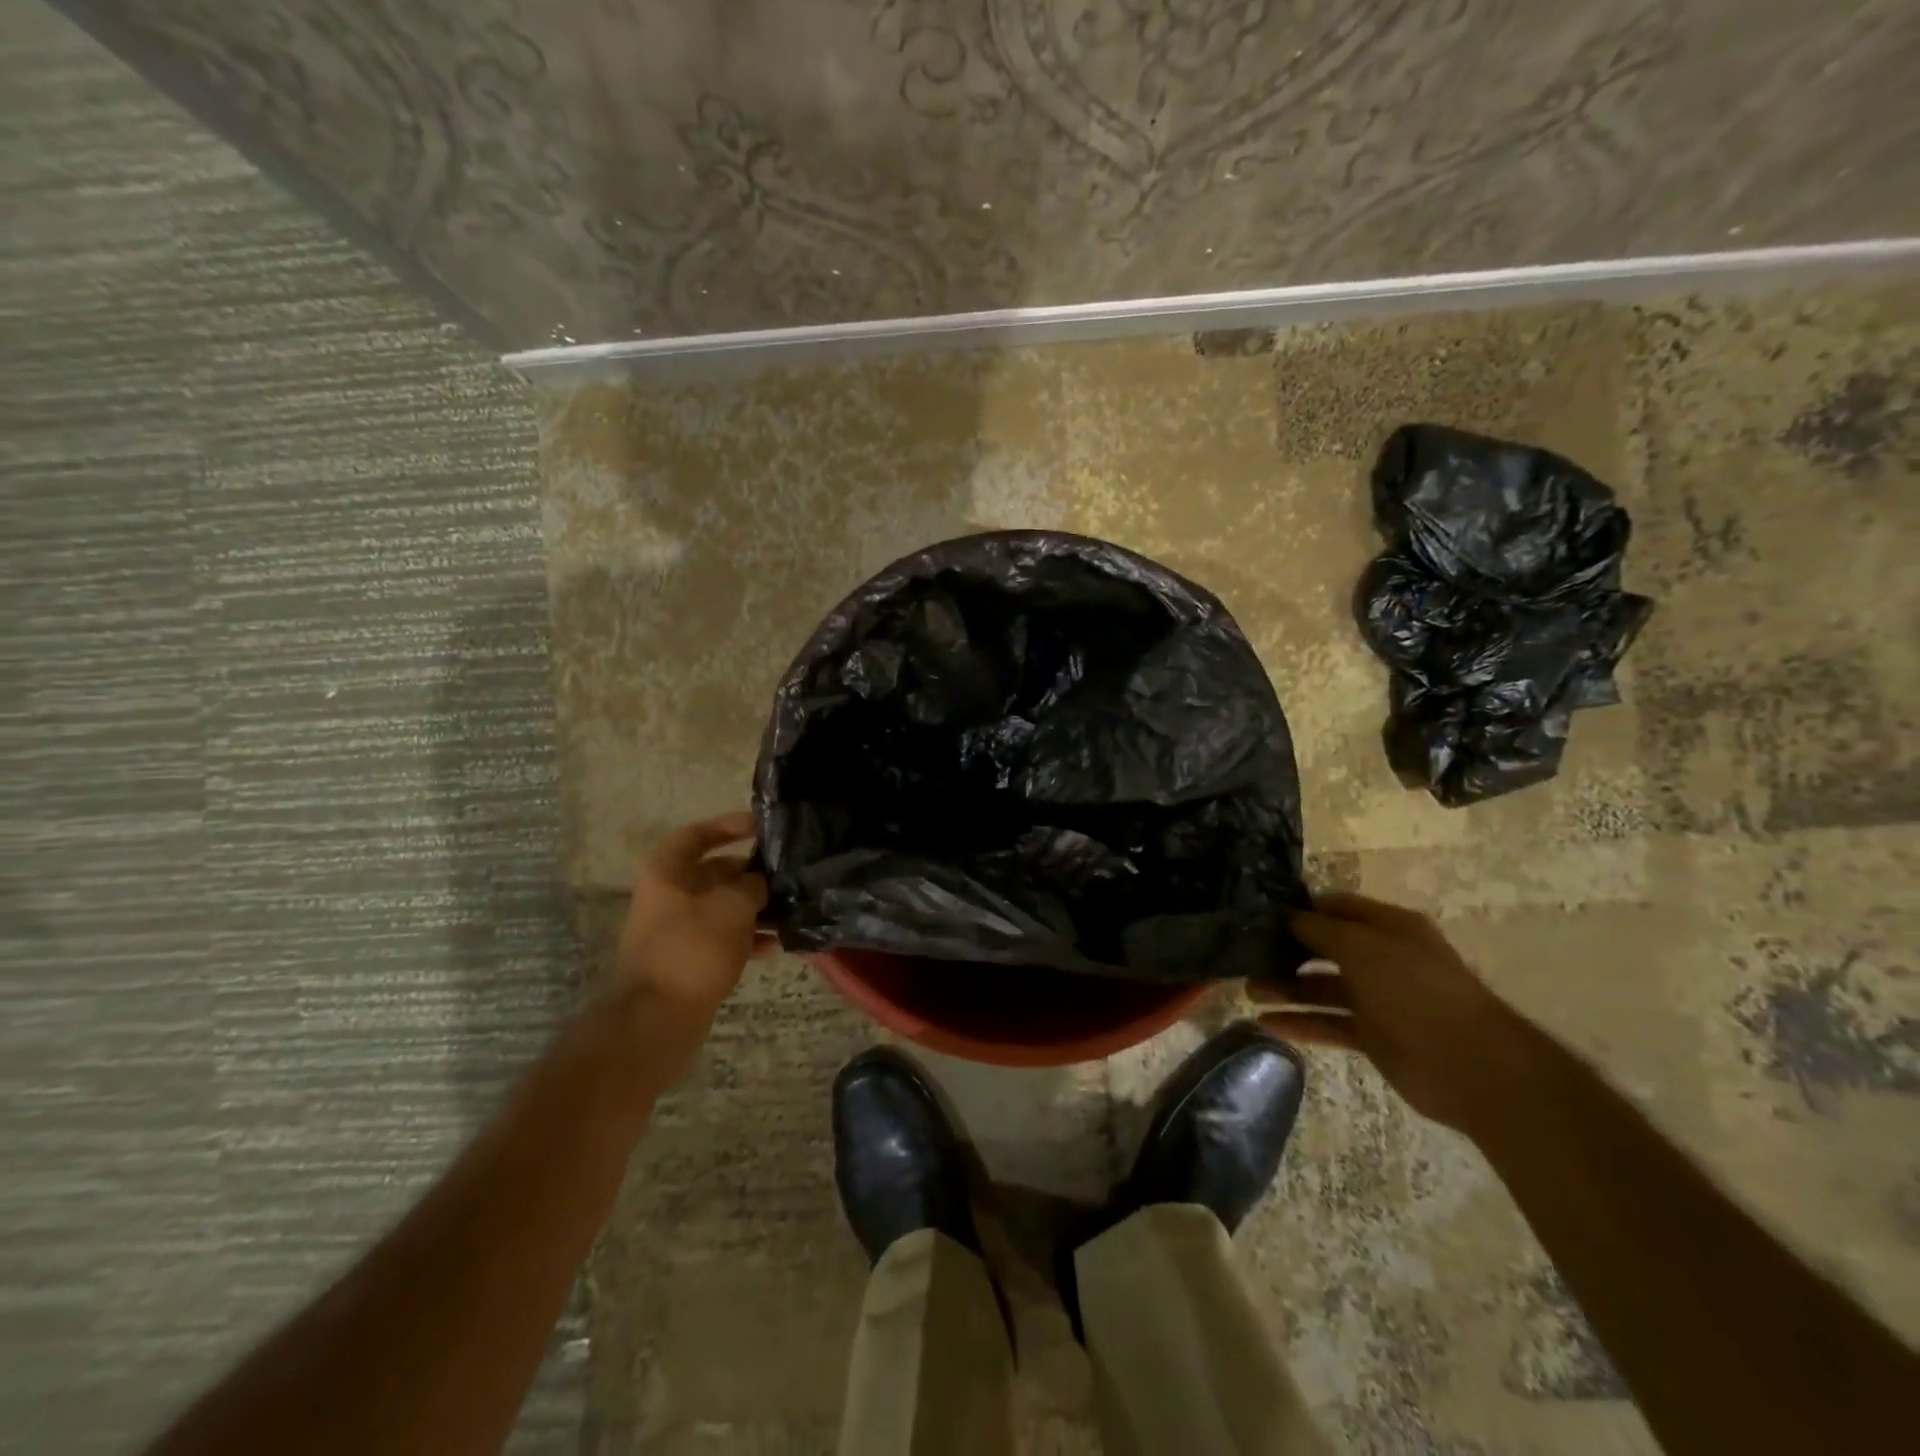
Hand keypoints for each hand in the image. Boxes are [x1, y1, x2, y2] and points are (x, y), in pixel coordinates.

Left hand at [606, 812, 776, 1073]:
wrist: (656, 1019)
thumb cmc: (693, 948)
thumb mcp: (732, 906)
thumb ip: (752, 885)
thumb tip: (760, 882)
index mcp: (667, 872)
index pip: (697, 835)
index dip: (728, 825)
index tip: (762, 827)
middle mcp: (669, 896)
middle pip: (714, 872)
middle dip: (751, 874)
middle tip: (786, 876)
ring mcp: (677, 930)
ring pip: (723, 908)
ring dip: (755, 909)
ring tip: (789, 912)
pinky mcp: (688, 960)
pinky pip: (723, 939)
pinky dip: (747, 939)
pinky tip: (776, 946)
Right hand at [1252, 892, 1516, 1130]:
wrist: (1470, 1065)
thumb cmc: (1415, 989)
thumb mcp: (1363, 946)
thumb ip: (1321, 929)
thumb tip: (1289, 915)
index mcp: (1388, 928)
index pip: (1337, 907)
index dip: (1301, 908)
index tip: (1260, 912)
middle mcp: (1382, 958)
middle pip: (1324, 948)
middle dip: (1286, 950)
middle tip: (1246, 954)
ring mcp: (1378, 999)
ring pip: (1321, 987)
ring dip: (1285, 988)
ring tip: (1248, 990)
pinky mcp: (1373, 1037)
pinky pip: (1328, 1023)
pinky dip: (1299, 1023)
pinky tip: (1266, 1023)